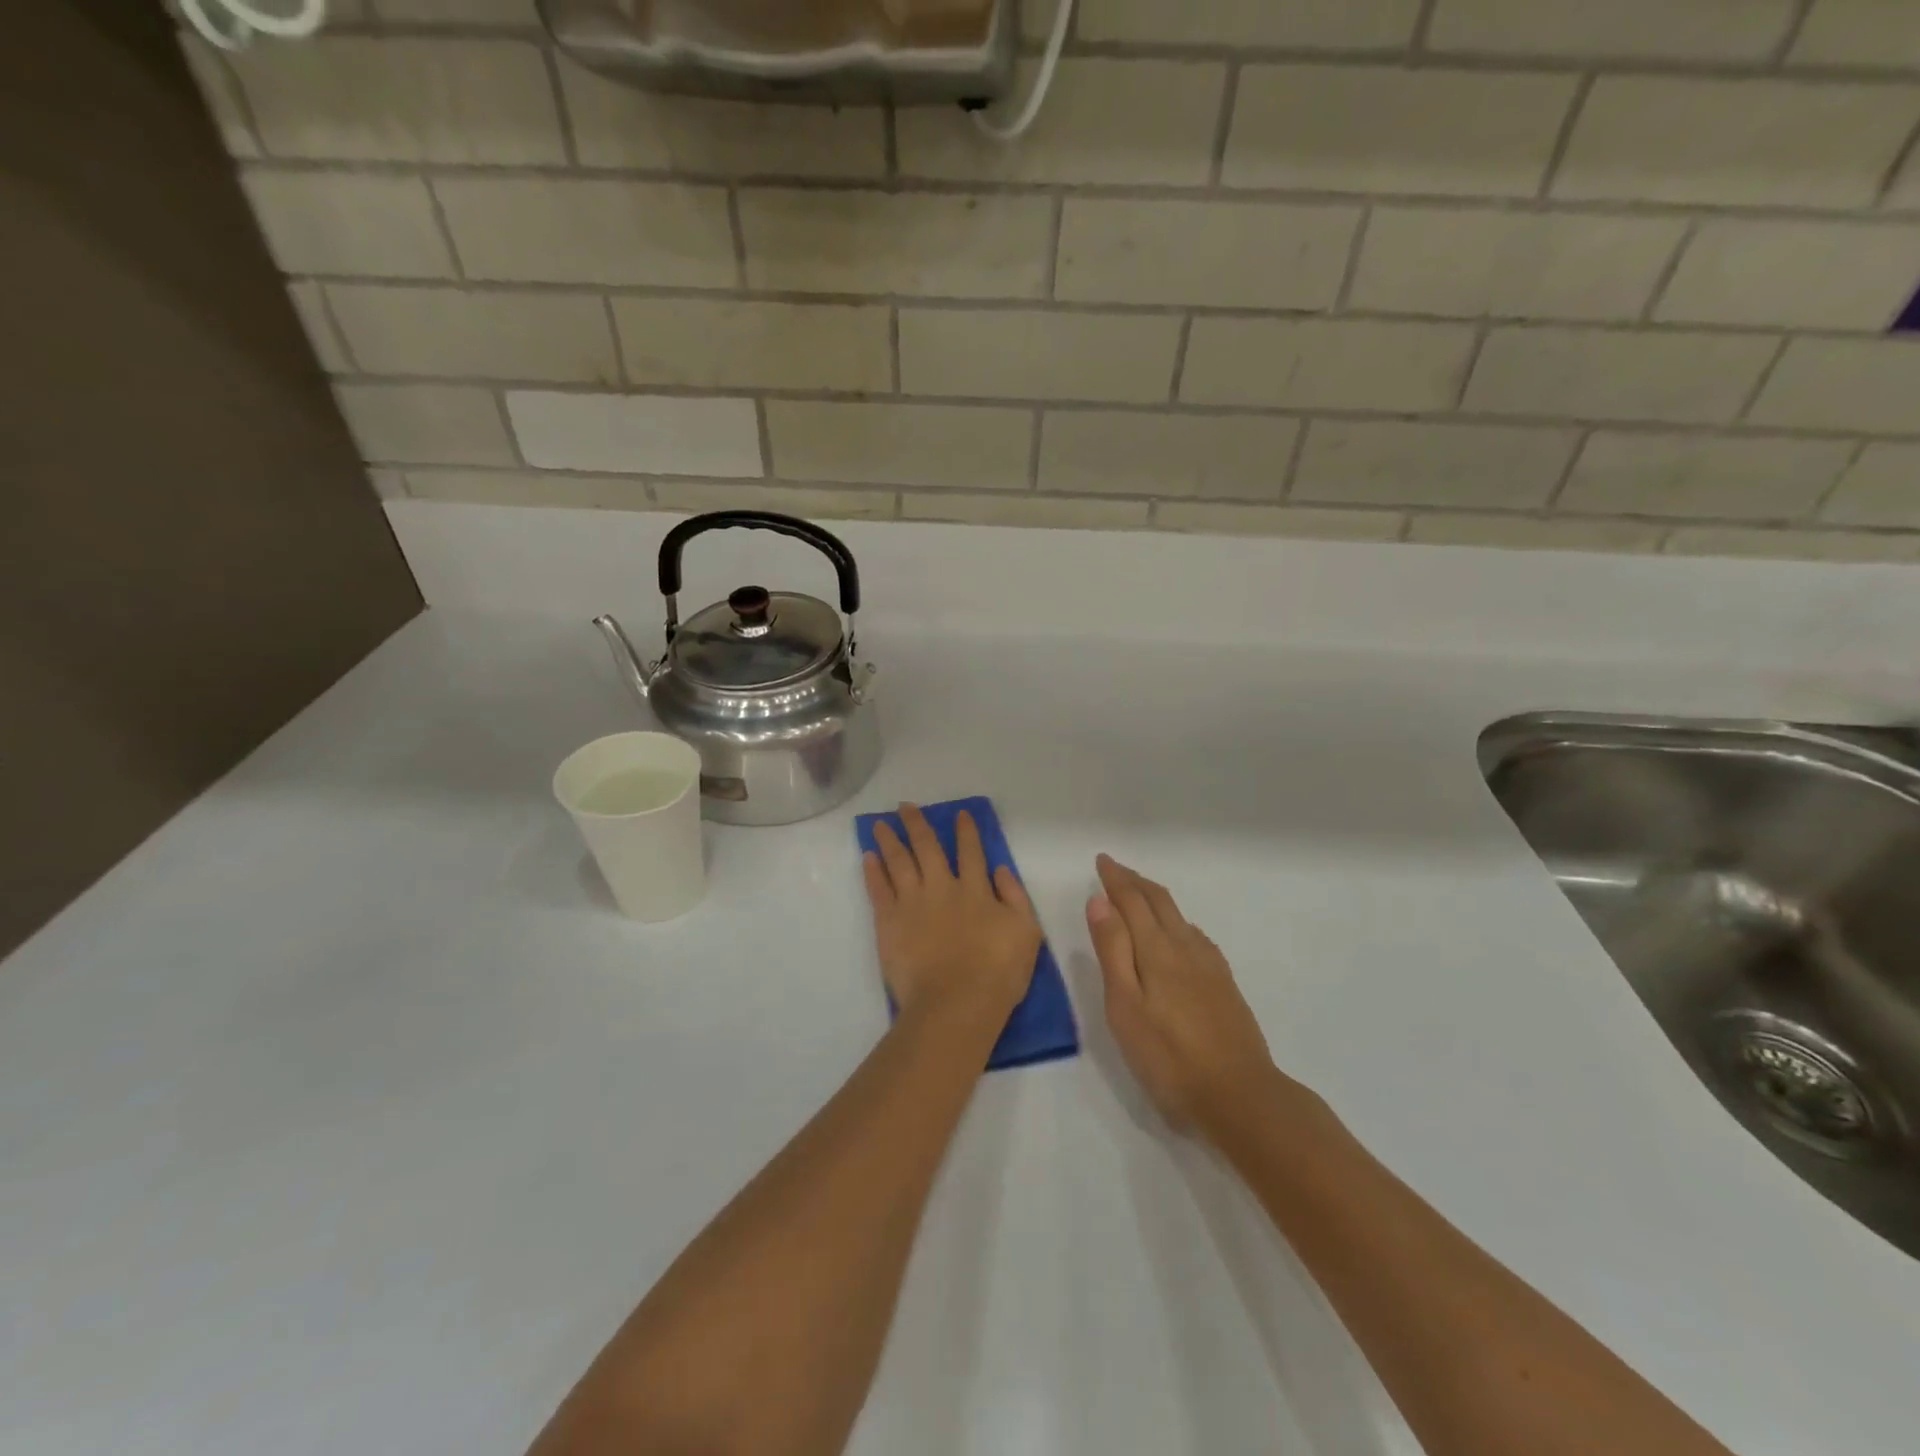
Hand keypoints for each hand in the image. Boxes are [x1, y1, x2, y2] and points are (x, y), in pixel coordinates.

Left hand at [863, 805, 1042, 1025]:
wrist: (956, 1003)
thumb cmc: (998, 972)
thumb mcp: (1026, 932)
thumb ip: (1014, 897)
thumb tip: (1000, 869)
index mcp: (976, 890)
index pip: (971, 852)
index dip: (966, 831)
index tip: (959, 814)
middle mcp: (942, 887)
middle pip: (927, 847)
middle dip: (917, 824)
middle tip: (905, 806)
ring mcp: (912, 903)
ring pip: (898, 861)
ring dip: (889, 840)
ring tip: (879, 823)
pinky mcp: (889, 922)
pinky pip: (878, 889)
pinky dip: (873, 870)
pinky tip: (868, 856)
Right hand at [1087, 855, 1295, 1136]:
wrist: (1240, 1096)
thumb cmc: (1169, 1057)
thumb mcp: (1125, 1006)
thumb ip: (1113, 951)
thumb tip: (1100, 901)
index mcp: (1157, 950)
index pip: (1133, 901)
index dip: (1116, 879)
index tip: (1102, 861)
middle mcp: (1186, 947)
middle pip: (1160, 902)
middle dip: (1136, 882)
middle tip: (1116, 870)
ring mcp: (1210, 966)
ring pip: (1180, 917)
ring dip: (1156, 899)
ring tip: (1139, 896)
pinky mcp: (1224, 985)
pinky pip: (1195, 936)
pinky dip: (1177, 922)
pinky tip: (1177, 937)